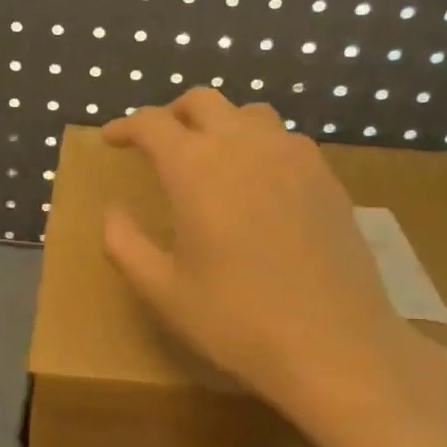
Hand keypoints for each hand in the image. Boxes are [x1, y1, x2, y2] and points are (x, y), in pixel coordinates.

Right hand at [102, 90, 446, 427]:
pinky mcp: (326, 177)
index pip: (152, 123)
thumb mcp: (162, 291)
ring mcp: (293, 156)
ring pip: (248, 113)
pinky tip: (257, 182)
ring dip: (219, 123)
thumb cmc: (236, 320)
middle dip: (171, 114)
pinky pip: (284, 139)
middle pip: (202, 102)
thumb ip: (125, 244)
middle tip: (156, 143)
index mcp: (195, 167)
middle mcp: (244, 145)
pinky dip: (257, 144)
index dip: (126, 126)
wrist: (334, 344)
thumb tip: (112, 212)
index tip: (112, 140)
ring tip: (208, 157)